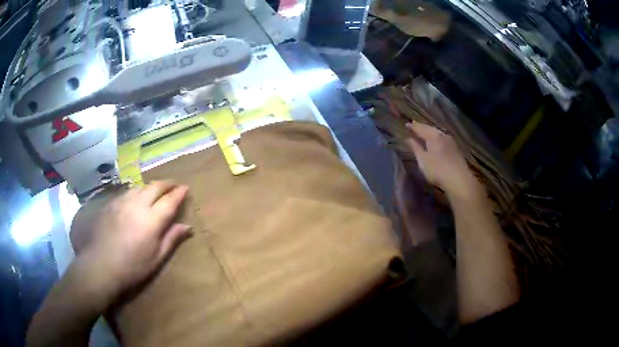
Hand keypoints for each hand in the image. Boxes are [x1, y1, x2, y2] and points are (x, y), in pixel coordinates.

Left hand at [75, 181, 191, 308]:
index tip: (185, 188)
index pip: (170, 200)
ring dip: (150, 186)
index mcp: (152, 219)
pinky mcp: (111, 203)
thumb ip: (172, 239)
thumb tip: (187, 226)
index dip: (179, 193)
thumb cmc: (133, 266)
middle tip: (173, 185)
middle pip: (155, 186)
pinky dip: (136, 191)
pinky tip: (135, 198)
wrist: (101, 265)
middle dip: (166, 184)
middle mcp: (138, 204)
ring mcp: (123, 202)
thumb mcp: (156, 258)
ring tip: (155, 190)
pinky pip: (127, 192)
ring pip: (140, 186)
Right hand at [405, 122, 481, 201]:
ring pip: (438, 134)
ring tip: (424, 133)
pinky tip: (436, 142)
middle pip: (430, 129)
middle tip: (415, 126)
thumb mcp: (423, 160)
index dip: (413, 126)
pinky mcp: (456, 149)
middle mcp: (443, 135)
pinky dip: (437, 138)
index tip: (406, 124)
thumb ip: (415, 148)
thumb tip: (408, 139)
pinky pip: (443, 139)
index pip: (421, 128)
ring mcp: (451, 142)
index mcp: (433, 136)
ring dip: (430, 132)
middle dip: (422, 127)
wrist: (459, 180)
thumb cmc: (437, 170)